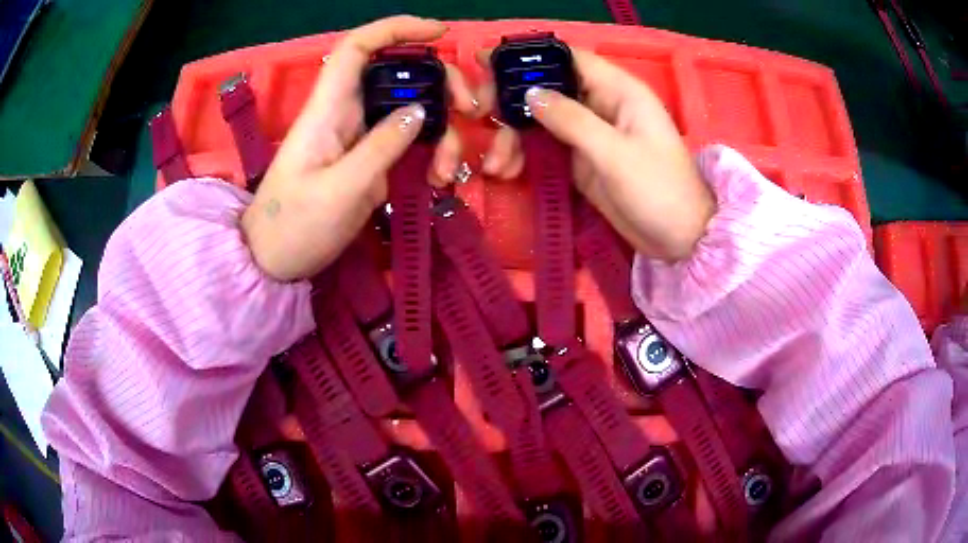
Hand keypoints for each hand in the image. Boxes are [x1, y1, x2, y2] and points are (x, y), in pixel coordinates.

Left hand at [241, 16, 478, 280]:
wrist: (273, 261)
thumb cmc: (294, 226)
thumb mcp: (340, 190)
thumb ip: (381, 147)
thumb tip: (422, 111)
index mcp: (328, 109)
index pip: (357, 48)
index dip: (395, 29)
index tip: (440, 32)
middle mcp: (345, 113)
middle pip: (397, 74)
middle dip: (439, 83)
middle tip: (470, 110)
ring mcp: (357, 137)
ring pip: (409, 109)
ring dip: (440, 130)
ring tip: (447, 170)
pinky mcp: (367, 159)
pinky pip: (406, 141)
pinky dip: (429, 153)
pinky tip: (437, 180)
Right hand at [479, 49, 715, 261]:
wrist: (678, 239)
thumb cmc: (659, 190)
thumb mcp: (615, 153)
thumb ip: (572, 120)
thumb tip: (530, 94)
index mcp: (618, 91)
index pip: (569, 59)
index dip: (529, 56)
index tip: (487, 63)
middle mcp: (600, 104)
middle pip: (547, 87)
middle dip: (511, 100)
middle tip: (480, 114)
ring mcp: (589, 132)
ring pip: (540, 119)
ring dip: (512, 136)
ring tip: (496, 165)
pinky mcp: (580, 159)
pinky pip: (544, 147)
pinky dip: (523, 156)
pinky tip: (506, 172)